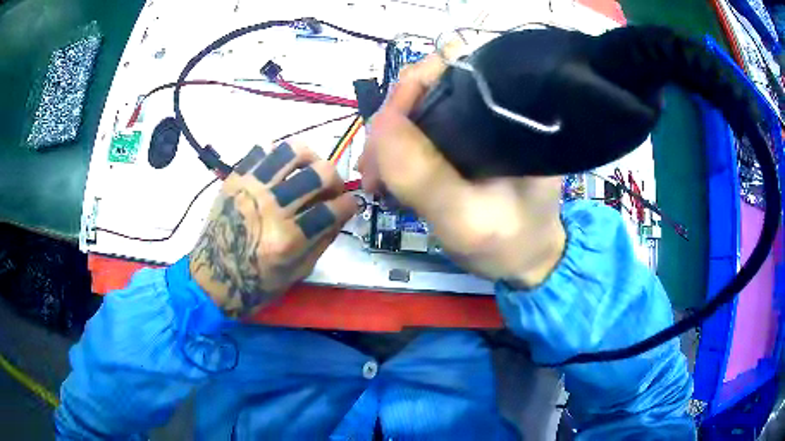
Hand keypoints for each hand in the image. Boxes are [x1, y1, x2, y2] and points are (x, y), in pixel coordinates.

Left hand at [190, 142, 355, 316]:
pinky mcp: (235, 179)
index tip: (350, 204)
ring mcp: (250, 188)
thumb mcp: (297, 272)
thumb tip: (342, 212)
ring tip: (308, 169)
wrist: (212, 277)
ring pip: (291, 151)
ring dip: (309, 157)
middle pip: (318, 174)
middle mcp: (270, 208)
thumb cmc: (257, 283)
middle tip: (331, 189)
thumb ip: (323, 241)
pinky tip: (280, 170)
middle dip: (335, 179)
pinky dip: (277, 155)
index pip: (332, 209)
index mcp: (287, 239)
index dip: (349, 204)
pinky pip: (261, 150)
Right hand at [359, 56, 565, 286]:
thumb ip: (424, 177)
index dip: (410, 91)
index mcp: (509, 109)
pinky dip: (396, 150)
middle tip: (372, 169)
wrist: (526, 261)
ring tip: (375, 179)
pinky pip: (420, 130)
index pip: (452, 68)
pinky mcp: (465, 139)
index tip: (383, 134)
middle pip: (427, 87)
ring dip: (388, 140)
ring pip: (418, 109)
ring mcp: (477, 121)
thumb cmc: (509, 243)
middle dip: (390, 122)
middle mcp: (494, 105)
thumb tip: (380, 123)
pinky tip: (385, 176)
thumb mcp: (466, 219)